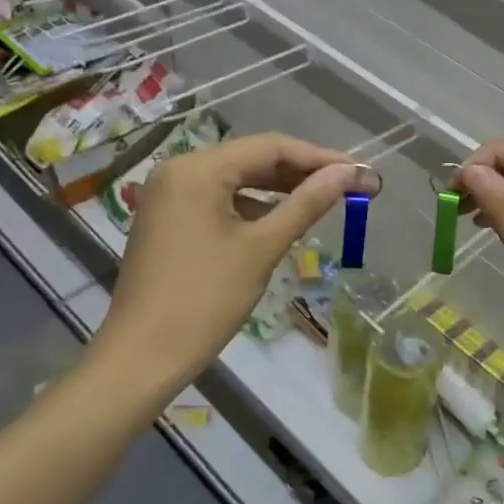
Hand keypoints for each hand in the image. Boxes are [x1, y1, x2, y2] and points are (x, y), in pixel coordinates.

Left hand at [94, 133, 376, 382]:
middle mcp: (180, 170)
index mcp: (198, 169)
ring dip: (281, 188)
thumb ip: (308, 203)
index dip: (320, 158)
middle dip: (303, 172)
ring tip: (325, 200)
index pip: (271, 147)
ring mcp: (171, 194)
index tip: (361, 172)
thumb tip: (351, 173)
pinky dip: (255, 205)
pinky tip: (284, 219)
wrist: (143, 356)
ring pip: (238, 179)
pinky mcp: (170, 218)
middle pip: (253, 159)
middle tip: (350, 186)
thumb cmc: (206, 298)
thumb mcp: (263, 247)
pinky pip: (221, 199)